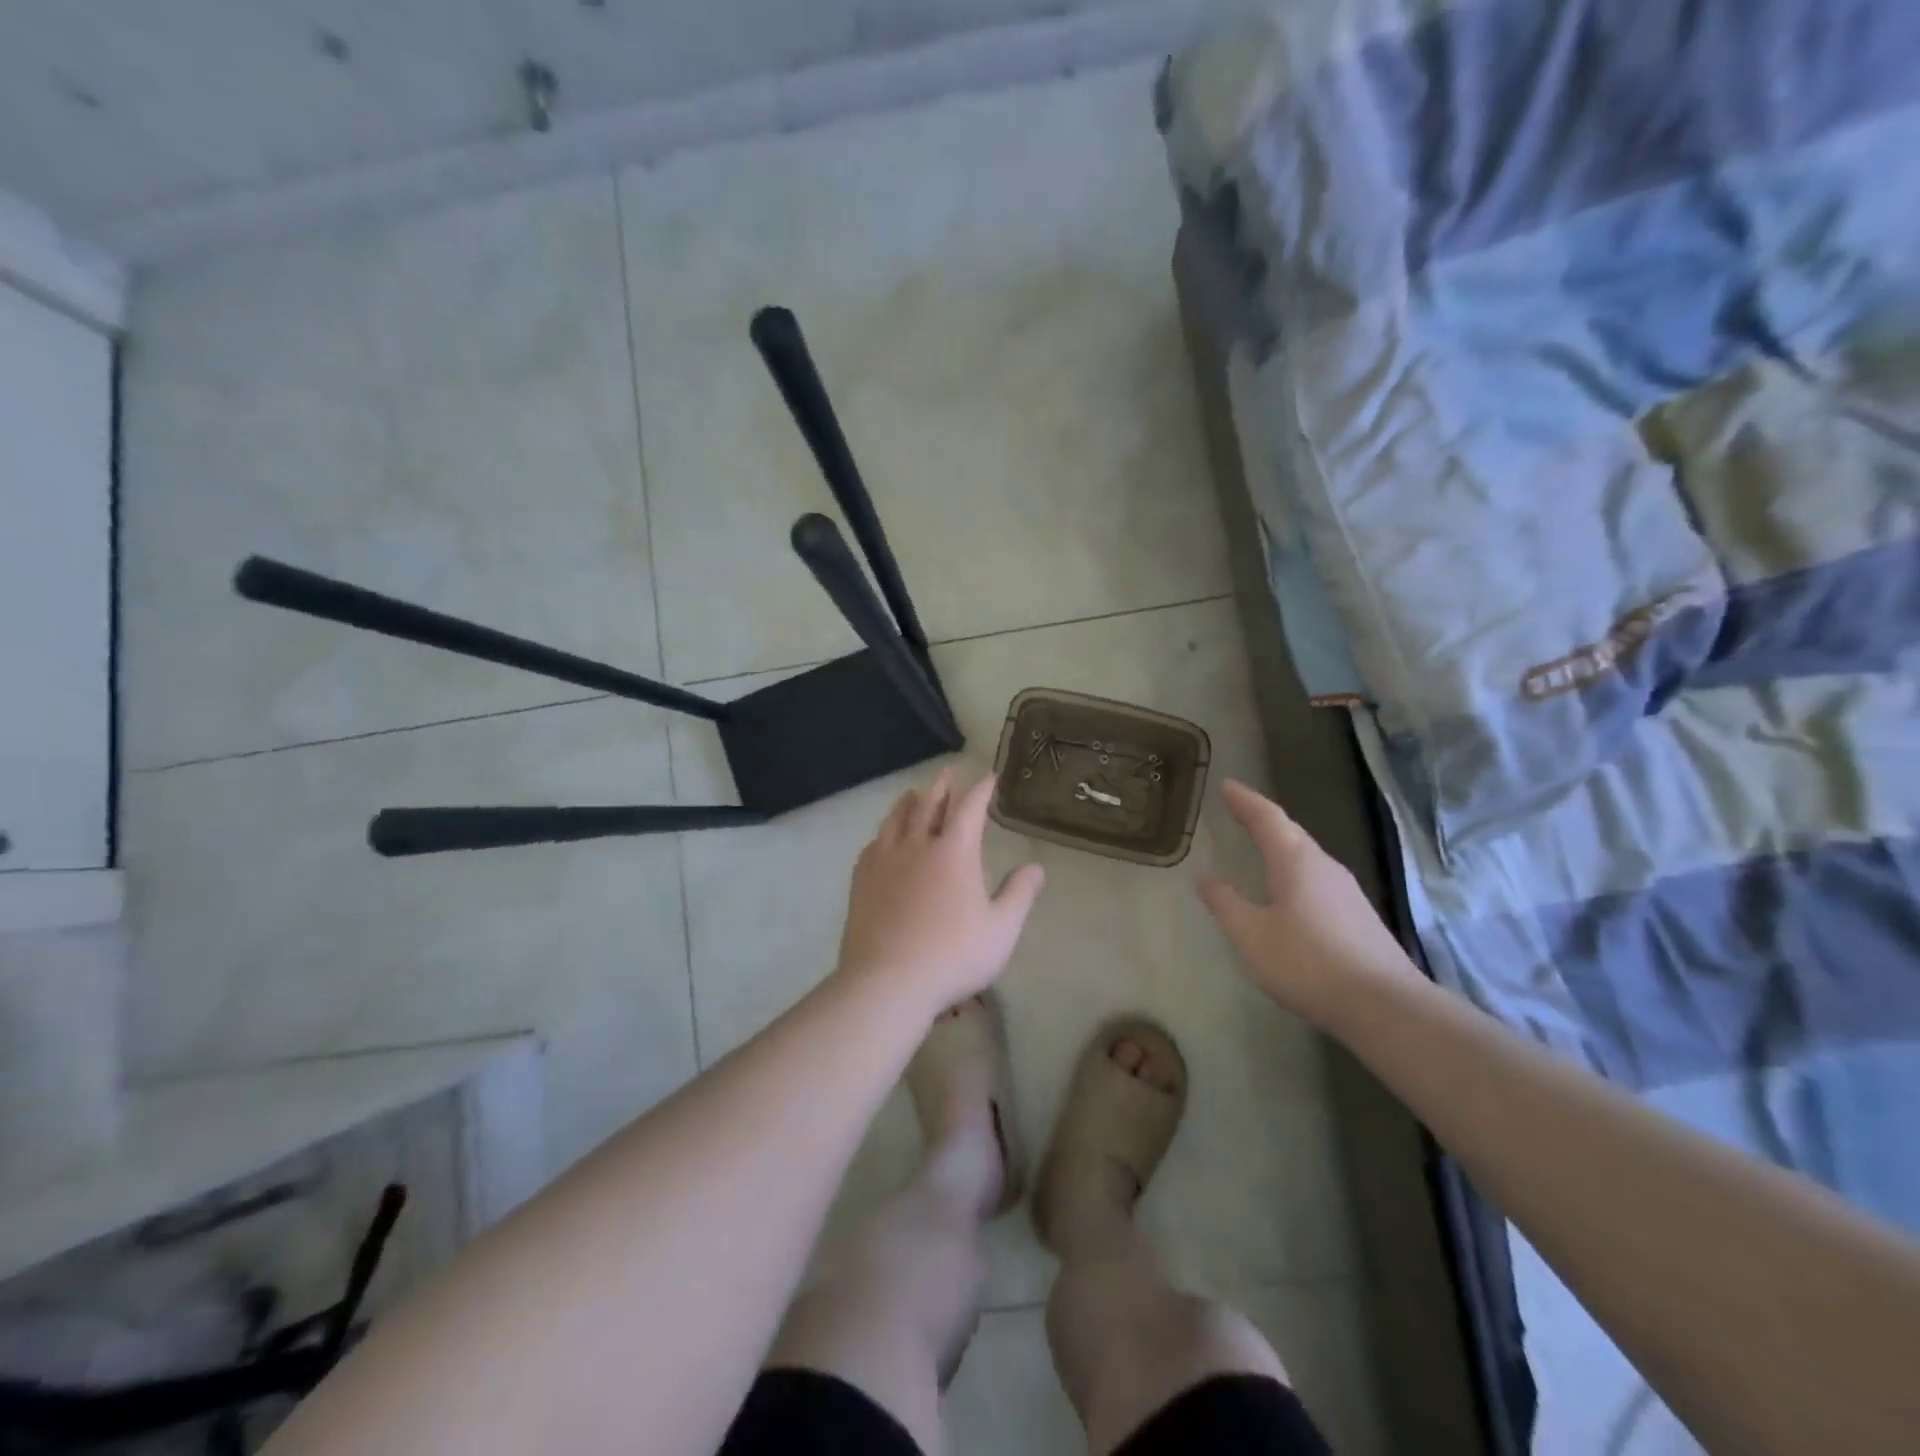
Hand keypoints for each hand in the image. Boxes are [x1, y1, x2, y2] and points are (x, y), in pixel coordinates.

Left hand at [835, 768, 1046, 1015]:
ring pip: (895, 820)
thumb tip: (1036, 867)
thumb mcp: (1001, 929)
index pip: (970, 808)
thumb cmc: (953, 956)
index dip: (981, 790)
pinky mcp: (861, 881)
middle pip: (928, 804)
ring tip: (911, 794)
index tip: (989, 777)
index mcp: (954, 852)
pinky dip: (882, 834)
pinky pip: (872, 845)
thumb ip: (1019, 894)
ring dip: (907, 803)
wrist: (887, 982)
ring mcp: (884, 861)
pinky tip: (881, 839)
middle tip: (948, 772)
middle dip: (941, 786)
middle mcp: (917, 846)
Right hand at [1199, 779, 1417, 1026]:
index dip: (1245, 800)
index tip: (1226, 785)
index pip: (1267, 818)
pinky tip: (1290, 889)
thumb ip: (1226, 904)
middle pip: (1291, 832)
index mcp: (1296, 862)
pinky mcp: (1358, 915)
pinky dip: (1295, 869)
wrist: (1386, 1006)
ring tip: (1260, 843)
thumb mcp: (1252, 935)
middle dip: (1263, 819)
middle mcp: (1325, 867)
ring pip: (1307, 855)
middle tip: (1238, 809)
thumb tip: (1206, 877)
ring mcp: (1347, 891)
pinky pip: (1317, 877)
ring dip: (1281, 843)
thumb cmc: (1309, 963)